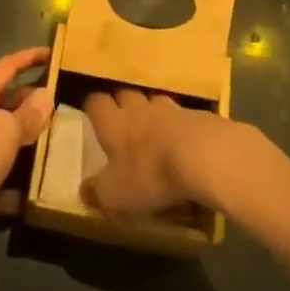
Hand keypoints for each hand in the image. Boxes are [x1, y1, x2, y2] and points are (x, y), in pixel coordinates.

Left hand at [0, 48, 52, 261]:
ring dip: (29, 140)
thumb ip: (27, 113)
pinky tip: (39, 188)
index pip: (7, 67)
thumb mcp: (4, 131)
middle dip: (34, 101)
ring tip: (61, 142)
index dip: (29, 57)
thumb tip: (45, 93)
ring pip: (6, 138)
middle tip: (67, 103)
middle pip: (7, 101)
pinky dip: (18, 180)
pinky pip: (1, 174)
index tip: (54, 52)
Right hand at [80, 89, 233, 215]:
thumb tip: (84, 191)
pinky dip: (182, 128)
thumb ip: (98, 192)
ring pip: (156, 103)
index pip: (96, 103)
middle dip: (124, 107)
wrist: (205, 156)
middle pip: (126, 96)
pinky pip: (185, 118)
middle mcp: (139, 108)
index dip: (94, 110)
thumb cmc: (150, 173)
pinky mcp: (200, 116)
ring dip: (154, 114)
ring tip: (157, 134)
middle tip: (124, 126)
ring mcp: (172, 109)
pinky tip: (187, 146)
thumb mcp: (115, 194)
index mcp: (114, 123)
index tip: (93, 120)